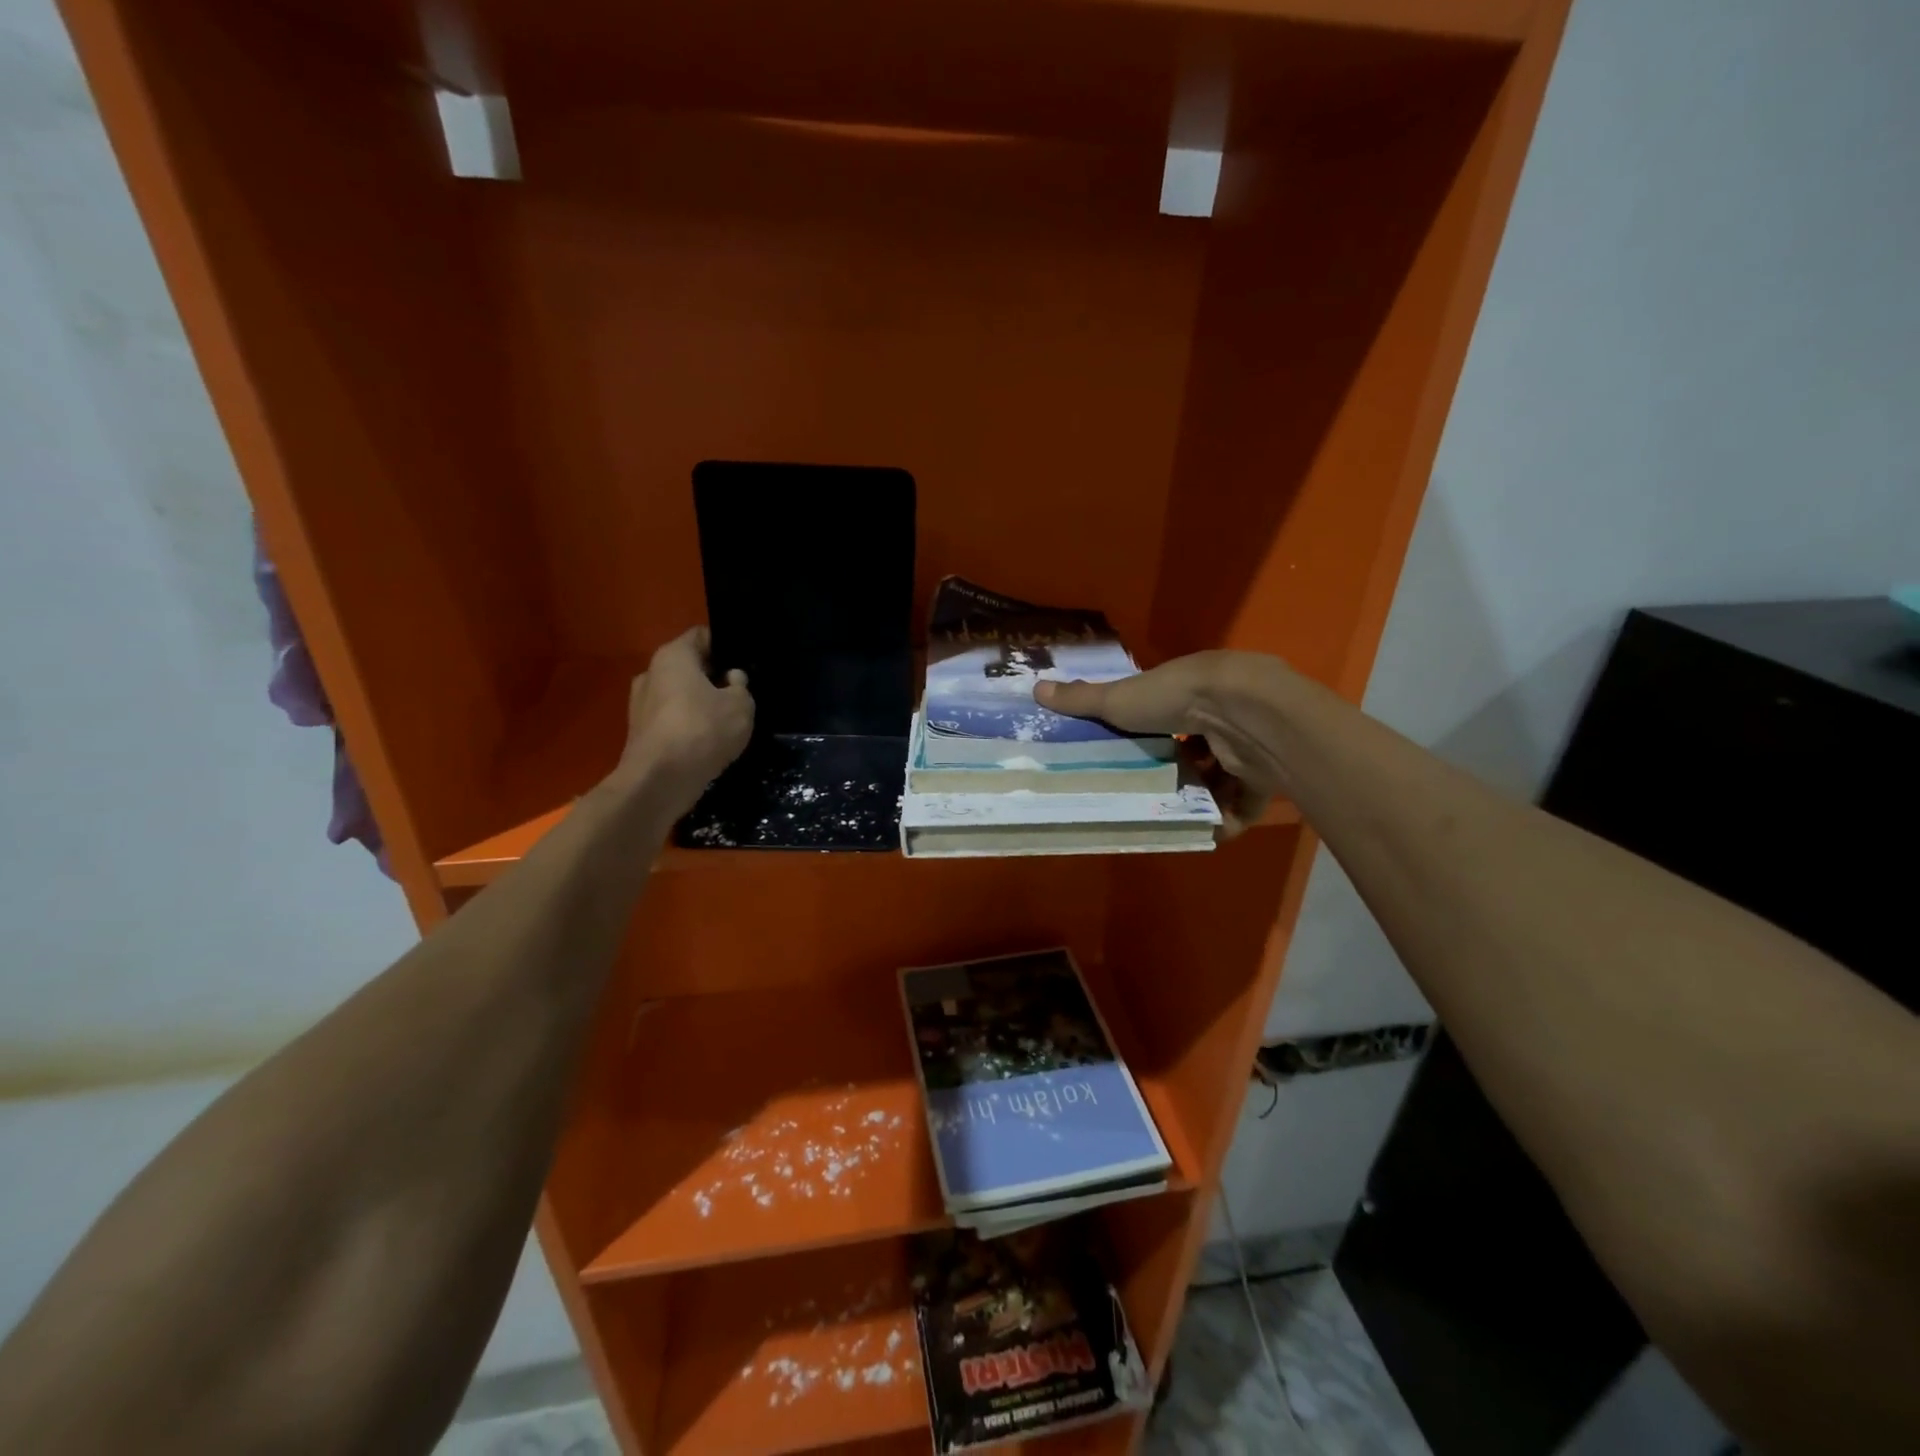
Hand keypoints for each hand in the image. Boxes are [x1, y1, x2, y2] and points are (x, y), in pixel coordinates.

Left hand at [616, 627, 753, 806]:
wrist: (660, 781)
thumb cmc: (702, 730)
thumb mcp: (741, 705)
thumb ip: (741, 686)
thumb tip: (731, 679)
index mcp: (673, 656)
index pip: (703, 635)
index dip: (727, 646)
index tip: (746, 662)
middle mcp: (651, 673)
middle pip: (690, 667)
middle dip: (714, 677)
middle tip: (742, 693)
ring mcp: (641, 705)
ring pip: (680, 696)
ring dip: (702, 705)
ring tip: (728, 721)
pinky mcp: (641, 734)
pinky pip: (673, 721)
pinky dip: (689, 728)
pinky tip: (709, 743)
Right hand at [1035, 651, 1285, 836]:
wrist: (1242, 713)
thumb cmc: (1175, 700)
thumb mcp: (1118, 700)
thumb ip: (1082, 700)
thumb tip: (1035, 688)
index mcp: (1191, 692)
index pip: (1173, 715)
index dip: (1157, 734)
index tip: (1136, 754)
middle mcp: (1222, 716)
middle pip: (1199, 749)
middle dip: (1179, 771)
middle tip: (1153, 793)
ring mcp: (1245, 746)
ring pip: (1223, 777)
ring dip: (1202, 798)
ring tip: (1175, 817)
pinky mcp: (1264, 775)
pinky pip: (1246, 803)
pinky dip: (1227, 819)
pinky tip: (1205, 831)